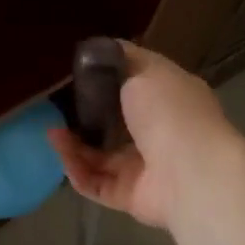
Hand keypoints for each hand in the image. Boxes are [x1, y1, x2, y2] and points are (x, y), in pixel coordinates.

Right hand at [47, 42, 236, 232]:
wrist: (191, 172)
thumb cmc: (170, 112)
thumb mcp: (146, 69)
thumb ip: (121, 60)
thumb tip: (102, 49)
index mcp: (168, 100)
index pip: (133, 88)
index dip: (105, 82)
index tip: (77, 76)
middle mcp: (157, 133)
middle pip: (111, 125)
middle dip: (83, 117)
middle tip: (56, 108)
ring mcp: (143, 167)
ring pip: (98, 156)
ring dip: (73, 145)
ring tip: (52, 131)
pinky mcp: (129, 196)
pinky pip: (95, 182)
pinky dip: (76, 169)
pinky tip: (61, 152)